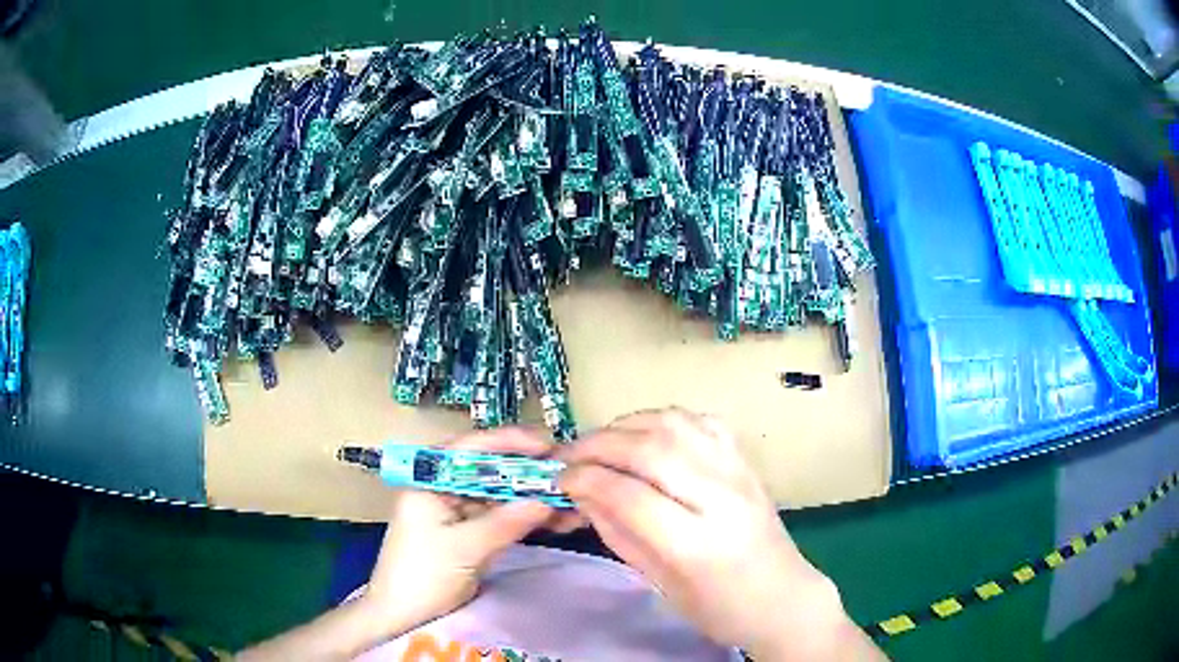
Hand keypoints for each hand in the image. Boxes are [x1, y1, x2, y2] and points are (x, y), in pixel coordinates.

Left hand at [361, 427, 581, 637]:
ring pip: (498, 495)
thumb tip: (547, 500)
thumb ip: (505, 522)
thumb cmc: (423, 575)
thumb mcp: (464, 548)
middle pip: (488, 470)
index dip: (510, 442)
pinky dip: (524, 518)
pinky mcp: (467, 533)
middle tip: (566, 474)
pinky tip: (553, 520)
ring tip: (568, 502)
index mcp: (428, 480)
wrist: (402, 617)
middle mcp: (442, 489)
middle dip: (527, 473)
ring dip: (530, 497)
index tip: (547, 445)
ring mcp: (455, 512)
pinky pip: (500, 517)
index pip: (471, 449)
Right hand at [558, 409, 875, 659]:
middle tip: (570, 456)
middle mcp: (721, 498)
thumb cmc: (717, 607)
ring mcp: (738, 472)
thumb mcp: (659, 582)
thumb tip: (582, 493)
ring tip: (601, 443)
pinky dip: (664, 419)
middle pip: (650, 449)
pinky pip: (701, 421)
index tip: (560, 480)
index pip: (629, 495)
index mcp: (697, 544)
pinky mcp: (745, 461)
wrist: (781, 597)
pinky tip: (646, 435)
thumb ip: (618, 533)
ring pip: (674, 423)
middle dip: (598, 445)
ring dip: (627, 425)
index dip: (586, 480)